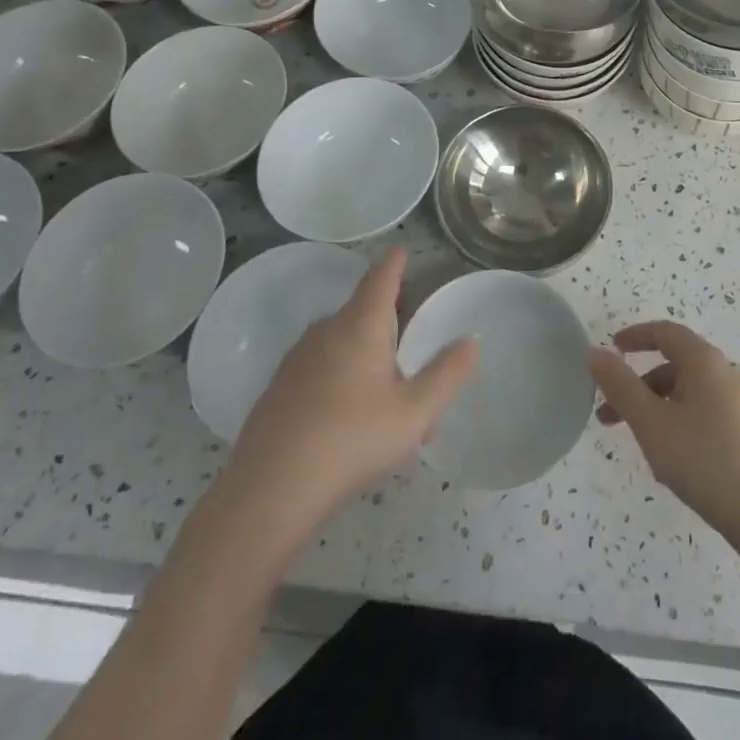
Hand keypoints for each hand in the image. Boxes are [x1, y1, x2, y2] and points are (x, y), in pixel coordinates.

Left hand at [221, 248, 477, 530]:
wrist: (269, 490)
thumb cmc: (351, 441)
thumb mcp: (414, 414)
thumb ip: (446, 375)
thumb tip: (470, 341)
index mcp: (361, 325)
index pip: (381, 278)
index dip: (394, 263)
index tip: (401, 250)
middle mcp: (327, 330)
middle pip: (362, 310)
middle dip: (388, 321)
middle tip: (412, 346)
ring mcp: (298, 358)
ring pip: (341, 342)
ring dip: (366, 355)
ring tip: (389, 397)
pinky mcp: (279, 387)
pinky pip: (321, 367)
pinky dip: (342, 377)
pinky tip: (351, 419)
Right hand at [588, 321, 739, 552]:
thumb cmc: (704, 460)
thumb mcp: (651, 423)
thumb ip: (620, 385)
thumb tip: (595, 352)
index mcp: (705, 361)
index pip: (666, 333)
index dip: (636, 336)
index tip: (612, 348)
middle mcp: (725, 373)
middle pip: (675, 365)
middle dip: (638, 385)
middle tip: (610, 412)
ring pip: (688, 393)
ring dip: (656, 407)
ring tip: (636, 442)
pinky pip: (703, 413)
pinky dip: (677, 422)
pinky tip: (669, 459)